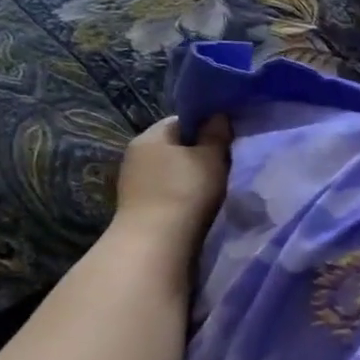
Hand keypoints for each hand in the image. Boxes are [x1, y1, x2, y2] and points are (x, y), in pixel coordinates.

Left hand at [113, 115, 231, 240]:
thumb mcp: (211, 158)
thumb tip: (218, 116)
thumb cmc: (186, 192)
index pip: (181, 121)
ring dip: (189, 175)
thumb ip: (216, 135)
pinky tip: (196, 203)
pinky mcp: (137, 205)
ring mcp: (133, 181)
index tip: (226, 140)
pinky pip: (165, 190)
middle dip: (197, 152)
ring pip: (170, 170)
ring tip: (212, 186)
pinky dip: (180, 193)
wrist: (156, 243)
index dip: (206, 127)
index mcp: (150, 136)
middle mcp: (136, 154)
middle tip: (224, 163)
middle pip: (174, 146)